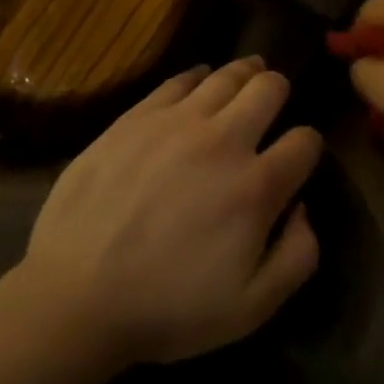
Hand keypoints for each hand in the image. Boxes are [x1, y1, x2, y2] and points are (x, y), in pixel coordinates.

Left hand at [17, 58, 321, 366]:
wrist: (75, 295)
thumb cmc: (166, 309)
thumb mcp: (249, 310)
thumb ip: (296, 259)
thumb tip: (303, 210)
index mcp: (255, 187)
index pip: (305, 141)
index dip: (308, 145)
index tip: (297, 156)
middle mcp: (223, 140)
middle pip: (269, 88)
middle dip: (279, 91)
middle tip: (273, 101)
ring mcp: (177, 121)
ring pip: (226, 74)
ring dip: (245, 73)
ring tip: (248, 74)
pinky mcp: (138, 115)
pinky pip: (179, 79)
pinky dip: (198, 76)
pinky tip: (200, 81)